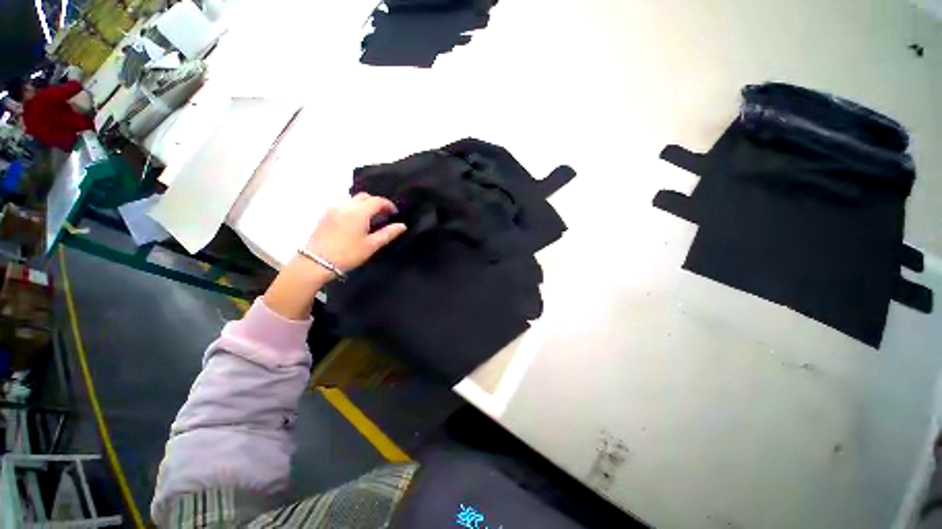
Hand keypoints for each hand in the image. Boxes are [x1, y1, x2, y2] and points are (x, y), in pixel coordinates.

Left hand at [304, 193, 406, 272]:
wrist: (316, 262)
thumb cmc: (348, 254)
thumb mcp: (371, 245)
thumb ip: (388, 233)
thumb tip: (402, 226)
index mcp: (359, 212)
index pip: (377, 201)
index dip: (388, 205)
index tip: (394, 214)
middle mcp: (346, 205)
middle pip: (365, 196)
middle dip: (376, 203)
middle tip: (383, 216)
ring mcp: (333, 208)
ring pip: (353, 199)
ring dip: (364, 204)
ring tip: (370, 219)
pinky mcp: (326, 213)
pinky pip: (344, 204)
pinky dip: (354, 207)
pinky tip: (356, 221)